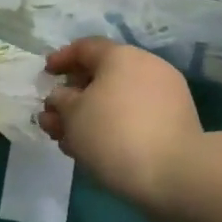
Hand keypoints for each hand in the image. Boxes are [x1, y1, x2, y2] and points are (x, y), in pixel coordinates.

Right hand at [41, 38, 202, 210]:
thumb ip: (61, 101)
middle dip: (73, 97)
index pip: (86, 48)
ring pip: (117, 100)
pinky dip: (112, 127)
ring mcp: (165, 94)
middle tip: (53, 118)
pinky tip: (94, 151)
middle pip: (101, 76)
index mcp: (121, 56)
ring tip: (68, 142)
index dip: (62, 58)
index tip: (46, 73)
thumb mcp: (73, 115)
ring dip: (89, 117)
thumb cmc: (114, 134)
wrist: (175, 173)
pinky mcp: (174, 121)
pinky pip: (134, 116)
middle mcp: (146, 67)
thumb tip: (62, 96)